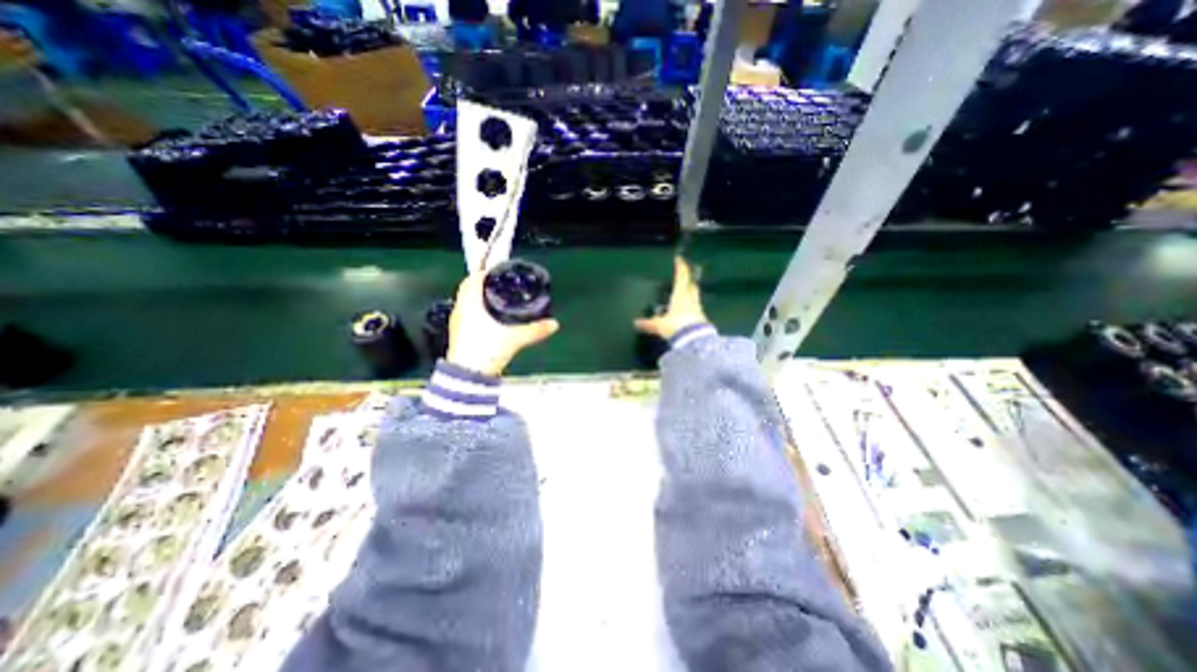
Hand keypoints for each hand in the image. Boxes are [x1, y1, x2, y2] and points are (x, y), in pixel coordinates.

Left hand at [448, 270, 561, 376]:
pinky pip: (467, 315)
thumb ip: (535, 330)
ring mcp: (458, 324)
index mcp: (470, 305)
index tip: (496, 271)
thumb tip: (554, 324)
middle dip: (481, 284)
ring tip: (496, 298)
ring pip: (466, 303)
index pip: (472, 280)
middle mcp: (461, 311)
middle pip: (468, 290)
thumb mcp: (514, 339)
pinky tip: (489, 318)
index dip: (483, 272)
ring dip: (477, 297)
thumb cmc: (486, 351)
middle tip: (498, 283)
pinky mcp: (459, 335)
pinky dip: (476, 310)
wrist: (467, 377)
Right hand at [630, 258, 702, 339]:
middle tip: (685, 279)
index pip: (682, 277)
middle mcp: (691, 300)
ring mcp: (698, 310)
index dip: (681, 268)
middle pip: (692, 286)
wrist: (695, 340)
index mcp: (680, 295)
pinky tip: (687, 314)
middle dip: (689, 281)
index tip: (680, 259)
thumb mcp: (659, 325)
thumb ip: (649, 323)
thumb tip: (636, 323)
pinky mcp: (701, 320)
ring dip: (691, 295)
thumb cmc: (676, 325)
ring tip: (685, 296)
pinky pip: (696, 311)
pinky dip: (691, 309)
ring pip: (695, 298)